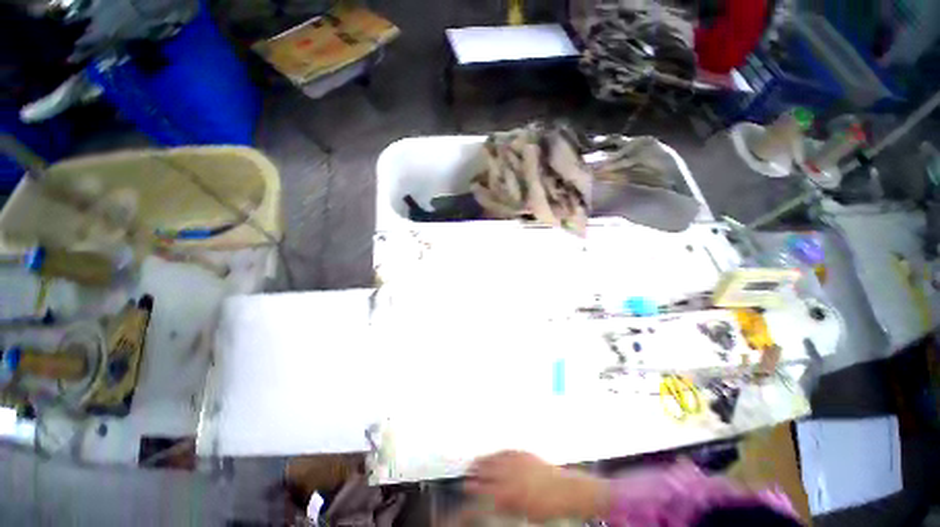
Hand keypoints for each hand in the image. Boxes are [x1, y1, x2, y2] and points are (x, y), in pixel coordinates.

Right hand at [464, 451, 607, 521]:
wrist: (566, 490)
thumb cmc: (546, 507)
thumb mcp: (523, 512)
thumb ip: (505, 505)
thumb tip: (491, 502)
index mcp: (509, 492)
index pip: (485, 490)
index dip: (473, 489)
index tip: (464, 487)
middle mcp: (510, 474)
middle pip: (487, 471)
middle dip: (475, 472)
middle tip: (466, 472)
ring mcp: (517, 461)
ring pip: (495, 458)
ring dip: (483, 460)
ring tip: (475, 461)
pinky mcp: (524, 453)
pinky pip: (507, 451)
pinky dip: (498, 452)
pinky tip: (494, 453)